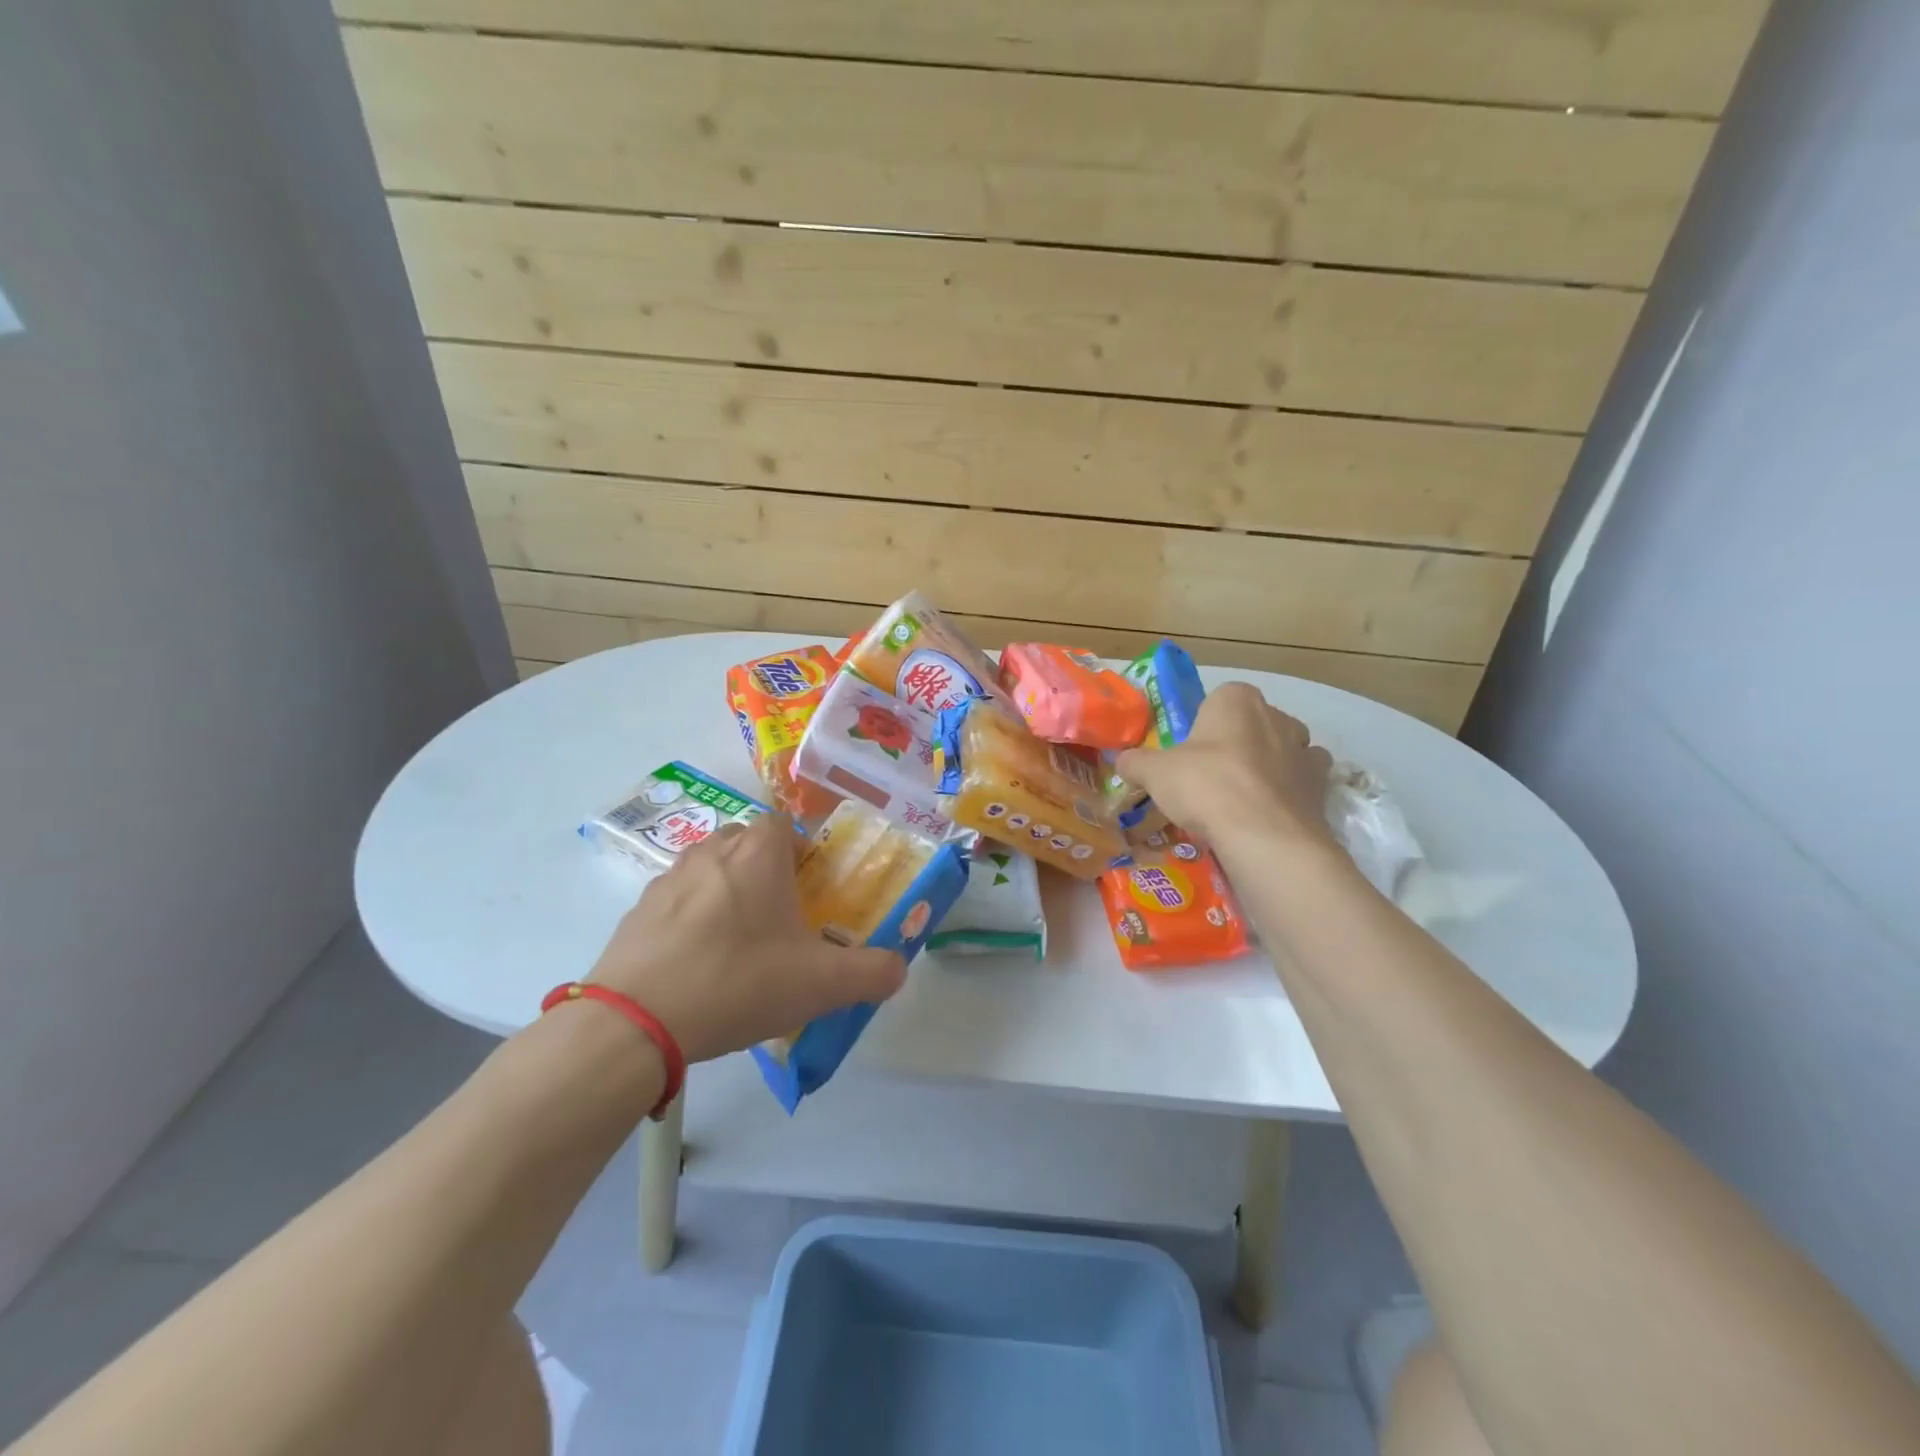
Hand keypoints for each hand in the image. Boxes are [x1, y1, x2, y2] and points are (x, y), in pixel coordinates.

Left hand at [587, 813, 906, 1063]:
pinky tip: (698, 968)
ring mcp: (667, 881)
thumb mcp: (821, 984)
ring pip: (708, 871)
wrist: (634, 1022)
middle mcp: (710, 853)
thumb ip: (871, 972)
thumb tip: (898, 969)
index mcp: (757, 854)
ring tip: (738, 946)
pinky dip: (690, 923)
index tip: (809, 887)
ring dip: (726, 894)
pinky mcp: (636, 914)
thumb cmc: (738, 982)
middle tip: (780, 917)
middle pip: (744, 843)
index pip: (782, 823)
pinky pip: (676, 905)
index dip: (800, 849)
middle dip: (764, 870)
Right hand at [1114, 682, 1334, 851]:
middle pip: (1253, 724)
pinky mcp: (1322, 786)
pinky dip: (1288, 794)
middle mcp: (1278, 716)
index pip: (1219, 698)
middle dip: (1237, 743)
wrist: (1262, 835)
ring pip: (1283, 751)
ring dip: (1268, 766)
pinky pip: (1301, 784)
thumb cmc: (1205, 786)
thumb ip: (1135, 762)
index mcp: (1237, 700)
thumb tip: (1121, 761)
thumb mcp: (1154, 772)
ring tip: (1241, 798)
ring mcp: (1305, 751)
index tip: (1189, 750)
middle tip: (1210, 776)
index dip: (1204, 723)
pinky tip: (1266, 815)